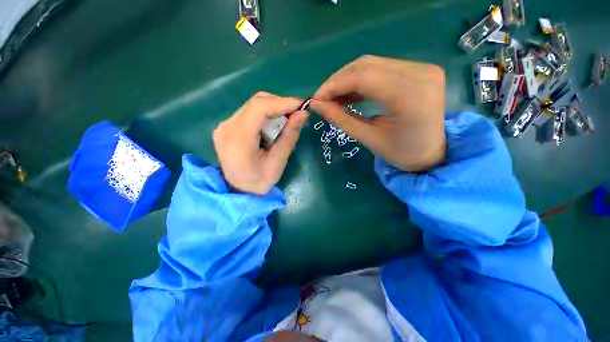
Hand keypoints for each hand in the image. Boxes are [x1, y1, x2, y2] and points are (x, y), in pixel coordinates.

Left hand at [213, 92, 308, 194]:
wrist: (238, 190)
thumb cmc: (259, 182)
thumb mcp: (277, 163)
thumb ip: (289, 137)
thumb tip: (303, 114)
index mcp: (238, 138)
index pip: (259, 107)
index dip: (283, 102)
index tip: (302, 105)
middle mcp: (227, 126)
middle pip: (256, 102)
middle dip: (280, 105)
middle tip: (296, 114)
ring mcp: (225, 125)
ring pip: (253, 105)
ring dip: (274, 110)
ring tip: (286, 122)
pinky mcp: (228, 126)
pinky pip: (250, 112)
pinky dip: (266, 115)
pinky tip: (273, 126)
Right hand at [311, 55, 445, 171]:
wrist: (433, 154)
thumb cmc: (402, 153)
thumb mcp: (369, 138)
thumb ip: (341, 119)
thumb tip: (316, 105)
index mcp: (409, 95)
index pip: (362, 77)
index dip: (333, 85)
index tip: (316, 99)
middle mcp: (419, 72)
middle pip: (366, 65)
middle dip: (338, 81)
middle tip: (323, 99)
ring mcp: (422, 68)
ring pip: (372, 64)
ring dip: (348, 79)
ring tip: (334, 98)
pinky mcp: (419, 70)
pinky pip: (382, 69)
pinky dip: (362, 80)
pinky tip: (350, 93)